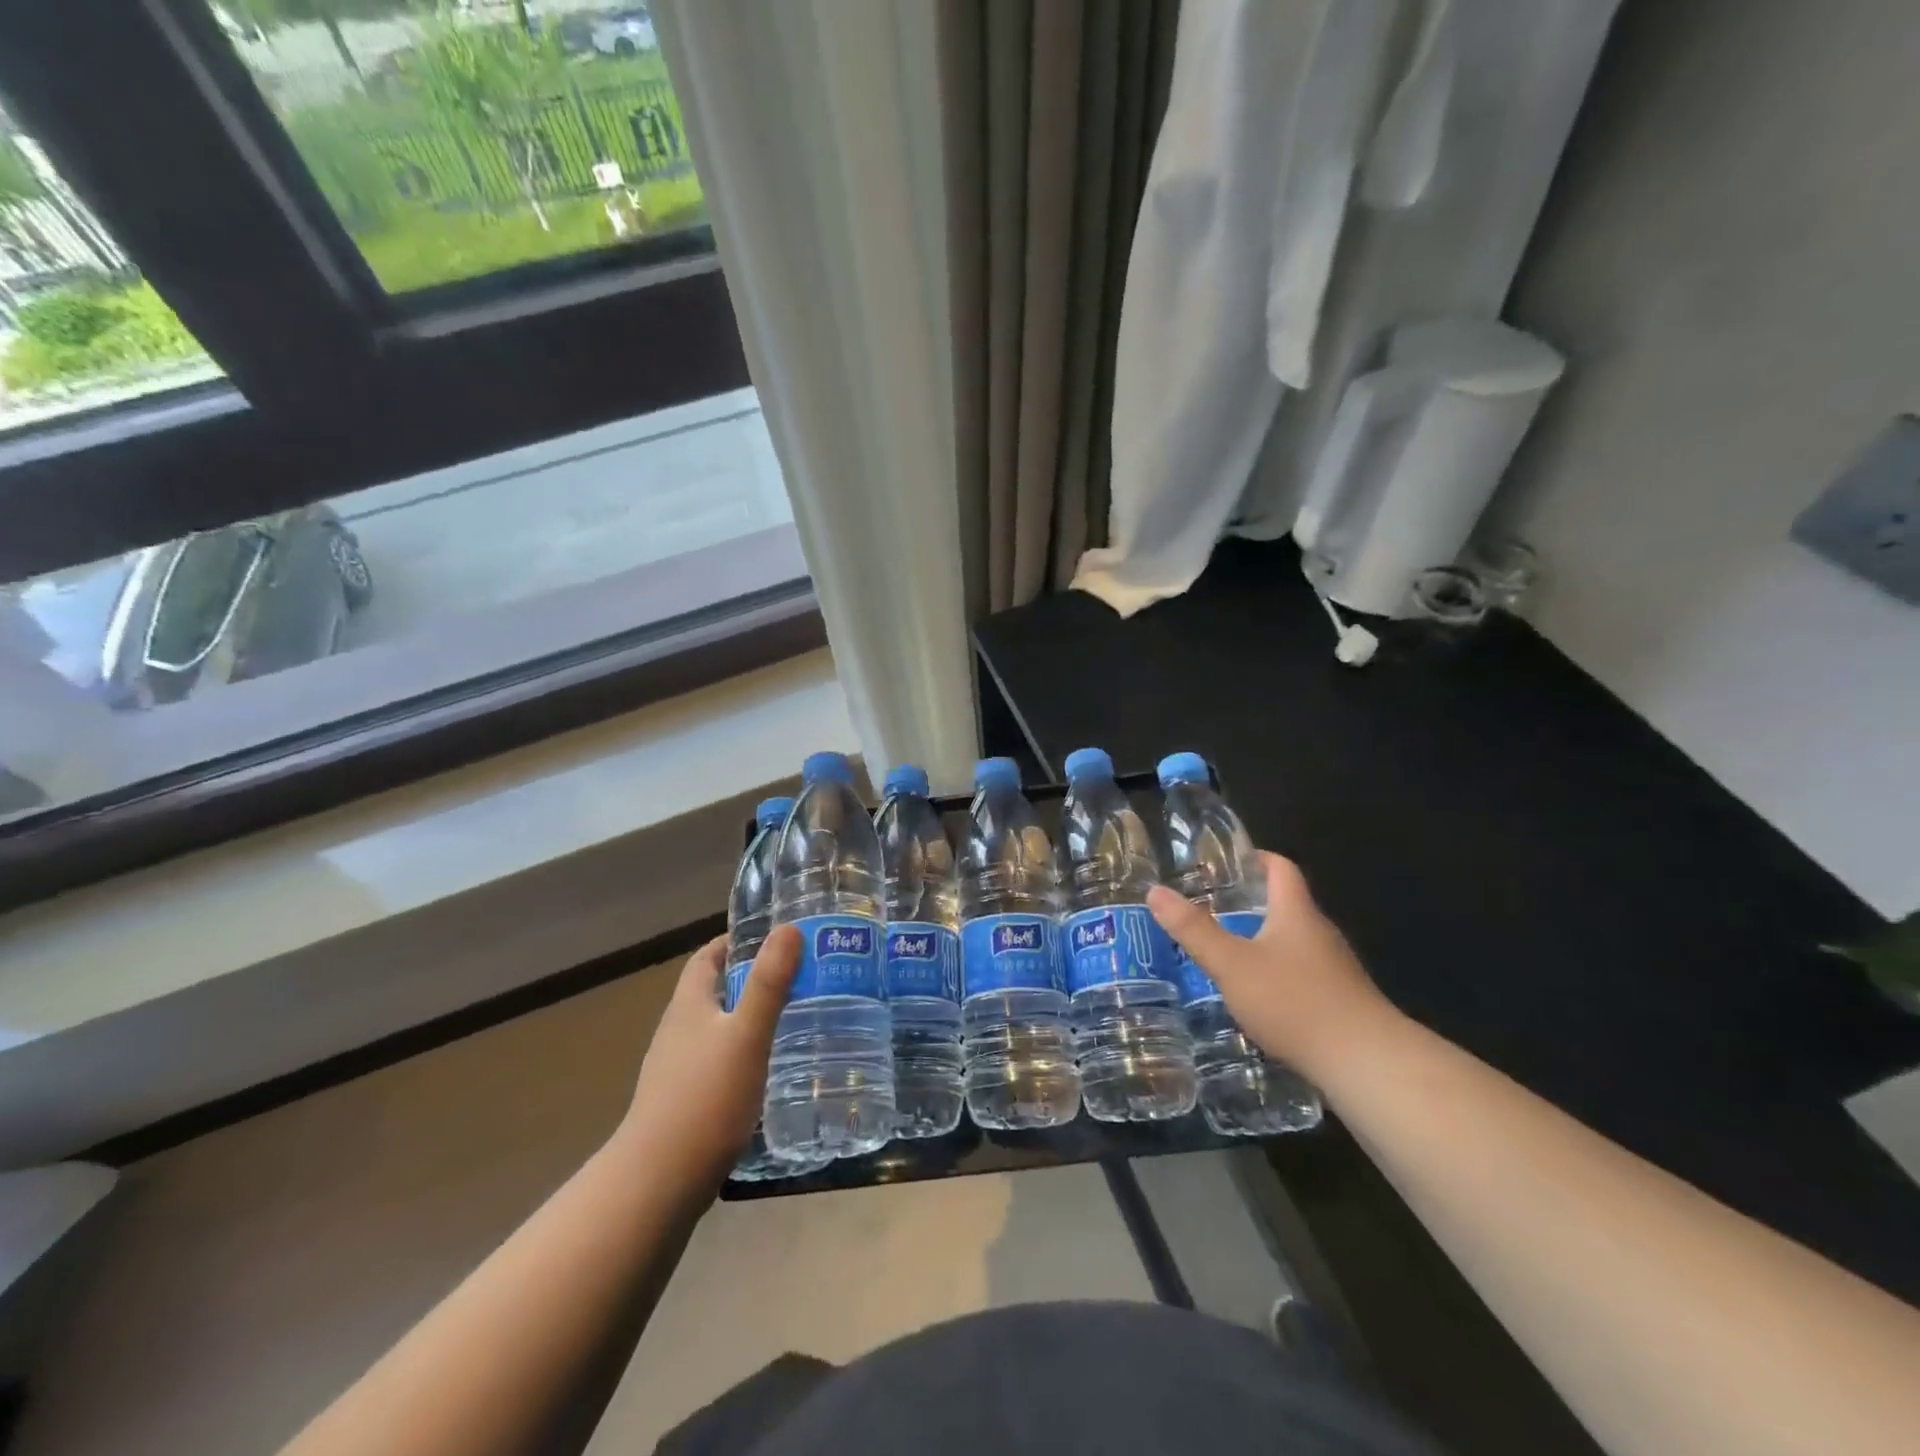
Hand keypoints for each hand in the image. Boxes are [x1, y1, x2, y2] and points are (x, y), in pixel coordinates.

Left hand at [616, 926, 799, 1189]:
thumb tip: (788, 928)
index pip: (707, 957)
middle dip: (750, 978)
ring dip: (748, 1016)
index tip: (773, 937)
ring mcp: (677, 1069)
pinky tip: (769, 1068)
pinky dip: (743, 1052)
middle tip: (797, 976)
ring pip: (716, 1027)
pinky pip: (717, 1061)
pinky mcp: (684, 1102)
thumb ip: (768, 983)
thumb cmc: (705, 1099)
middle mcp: (678, 1030)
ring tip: (793, 1017)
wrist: (657, 1184)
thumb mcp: (747, 1035)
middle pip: (713, 990)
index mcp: (688, 1005)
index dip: (735, 941)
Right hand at [1146, 852, 1394, 1077]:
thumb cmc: (1295, 1001)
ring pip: (1292, 942)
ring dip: (1260, 941)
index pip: (1280, 868)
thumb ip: (1193, 930)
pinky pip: (1301, 974)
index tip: (1224, 863)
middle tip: (1207, 909)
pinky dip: (1275, 974)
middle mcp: (1319, 933)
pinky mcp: (1340, 1002)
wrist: (1366, 1064)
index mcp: (1296, 913)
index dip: (1255, 858)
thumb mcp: (1232, 964)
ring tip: (1222, 951)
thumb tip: (1155, 892)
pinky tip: (1254, 996)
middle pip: (1285, 905)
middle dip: (1248, 903)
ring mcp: (1334, 969)